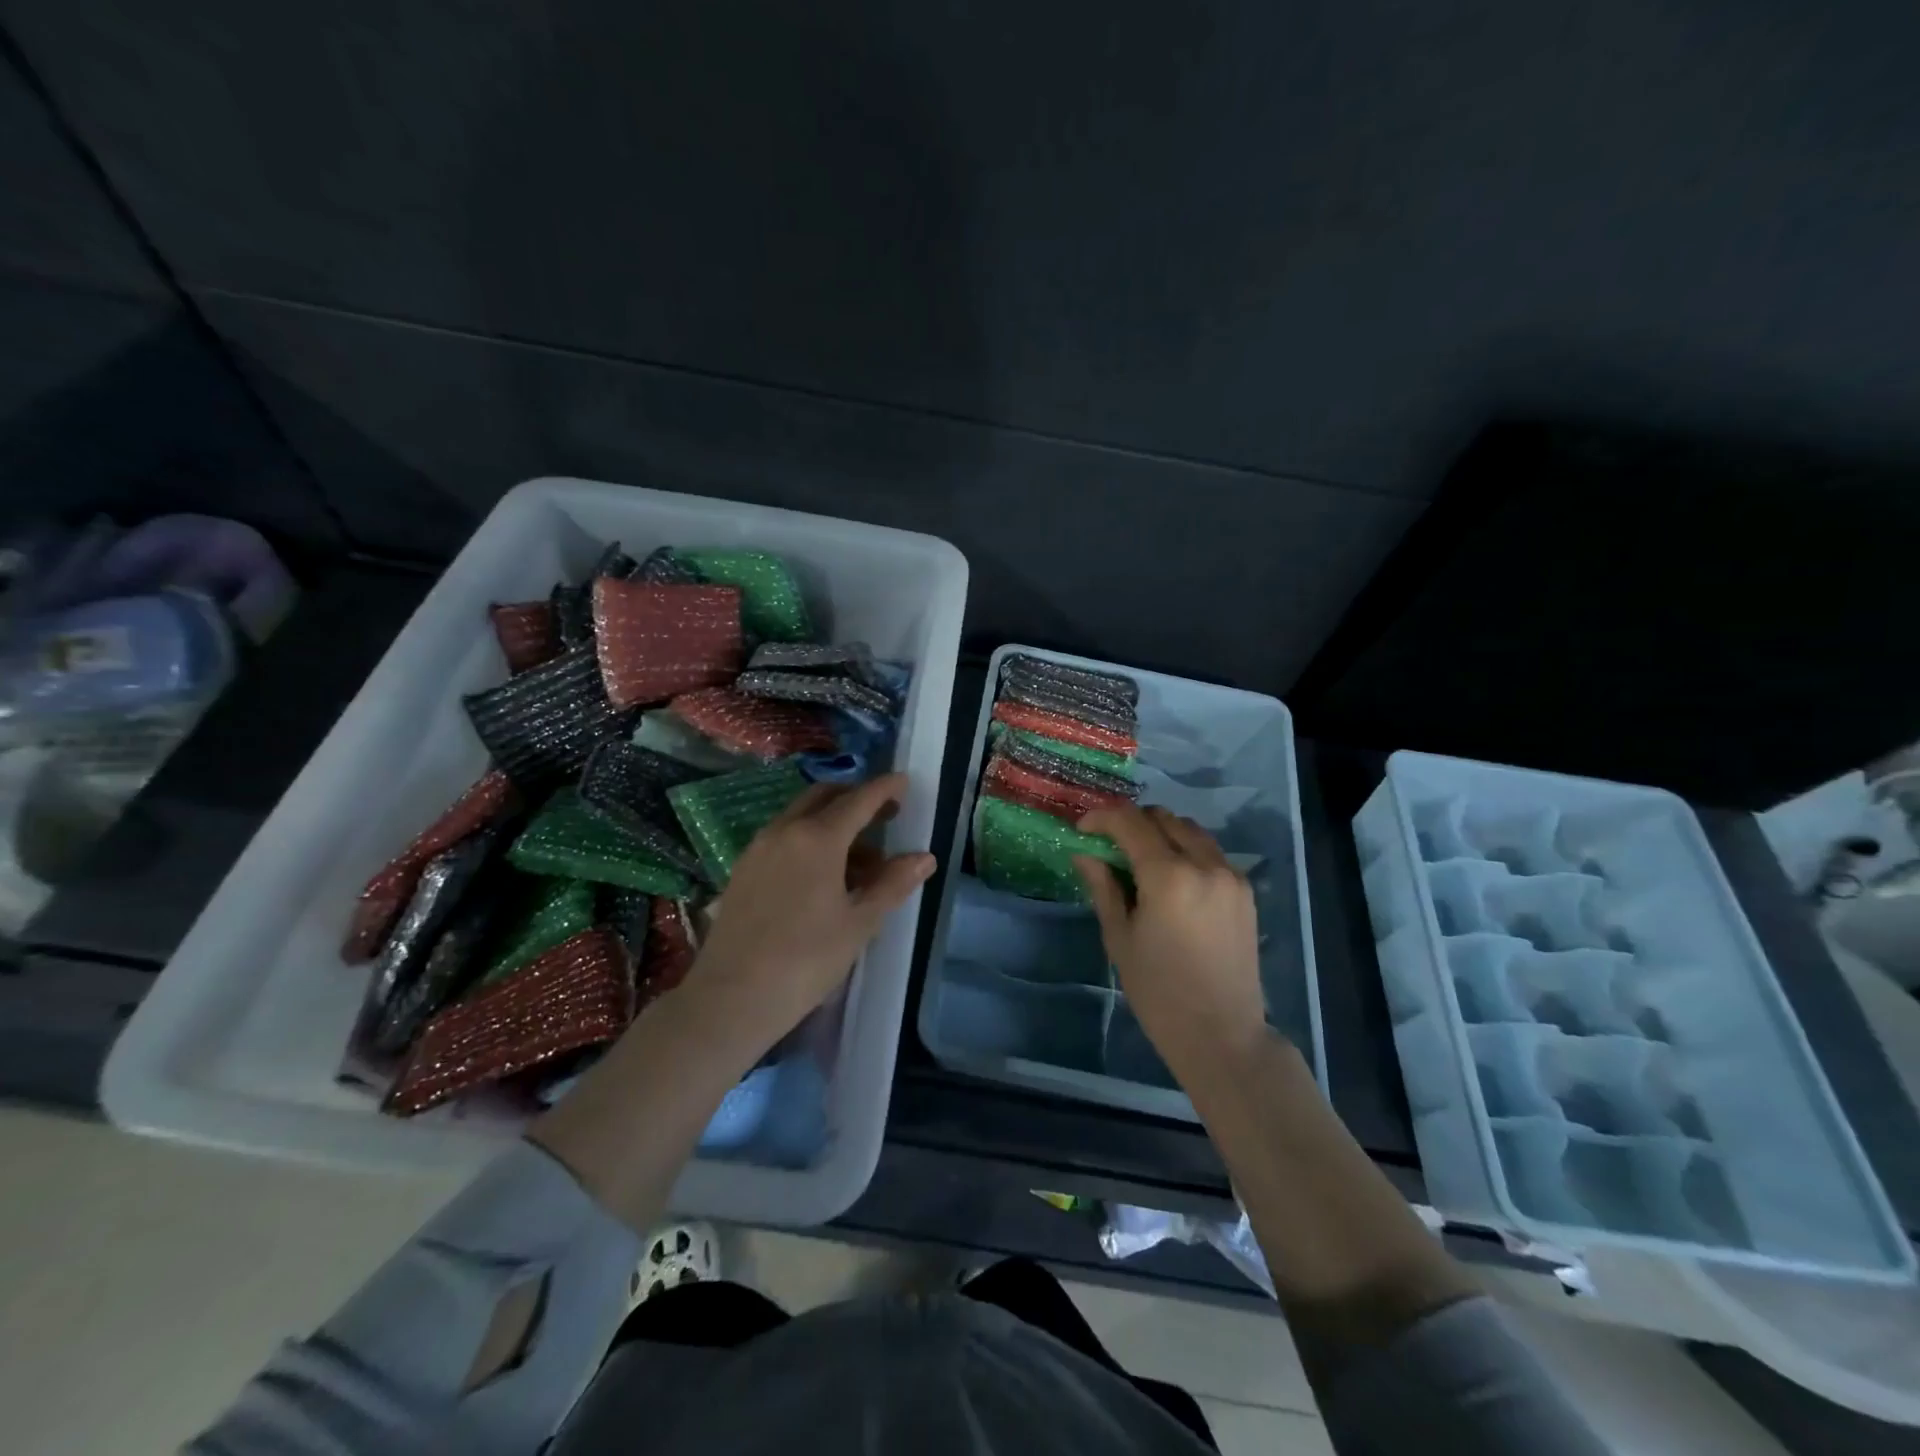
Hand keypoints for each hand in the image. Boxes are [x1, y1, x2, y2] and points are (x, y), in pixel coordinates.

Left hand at [686, 772, 935, 1056]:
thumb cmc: (806, 960)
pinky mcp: (743, 869)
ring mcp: (758, 848)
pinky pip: (783, 837)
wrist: (731, 998)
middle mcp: (785, 830)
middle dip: (856, 798)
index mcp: (818, 838)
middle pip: (825, 796)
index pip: (859, 799)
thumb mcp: (859, 923)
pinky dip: (810, 839)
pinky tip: (823, 875)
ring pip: (802, 816)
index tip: (904, 782)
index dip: (885, 788)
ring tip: (861, 860)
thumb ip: (892, 884)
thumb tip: (924, 857)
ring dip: (833, 822)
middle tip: (885, 816)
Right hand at [1074, 805, 1266, 1070]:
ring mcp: (1230, 875)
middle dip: (1132, 822)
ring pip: (1190, 830)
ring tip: (1140, 860)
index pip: (1130, 822)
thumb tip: (1085, 853)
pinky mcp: (1245, 890)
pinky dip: (1186, 851)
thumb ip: (1103, 887)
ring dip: (1160, 833)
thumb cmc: (1159, 992)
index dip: (1101, 818)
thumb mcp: (1120, 938)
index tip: (1083, 829)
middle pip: (1163, 817)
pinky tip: (1172, 880)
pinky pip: (1210, 852)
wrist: (1222, 1035)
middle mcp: (1204, 864)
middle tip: (1109, 845)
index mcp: (1168, 876)